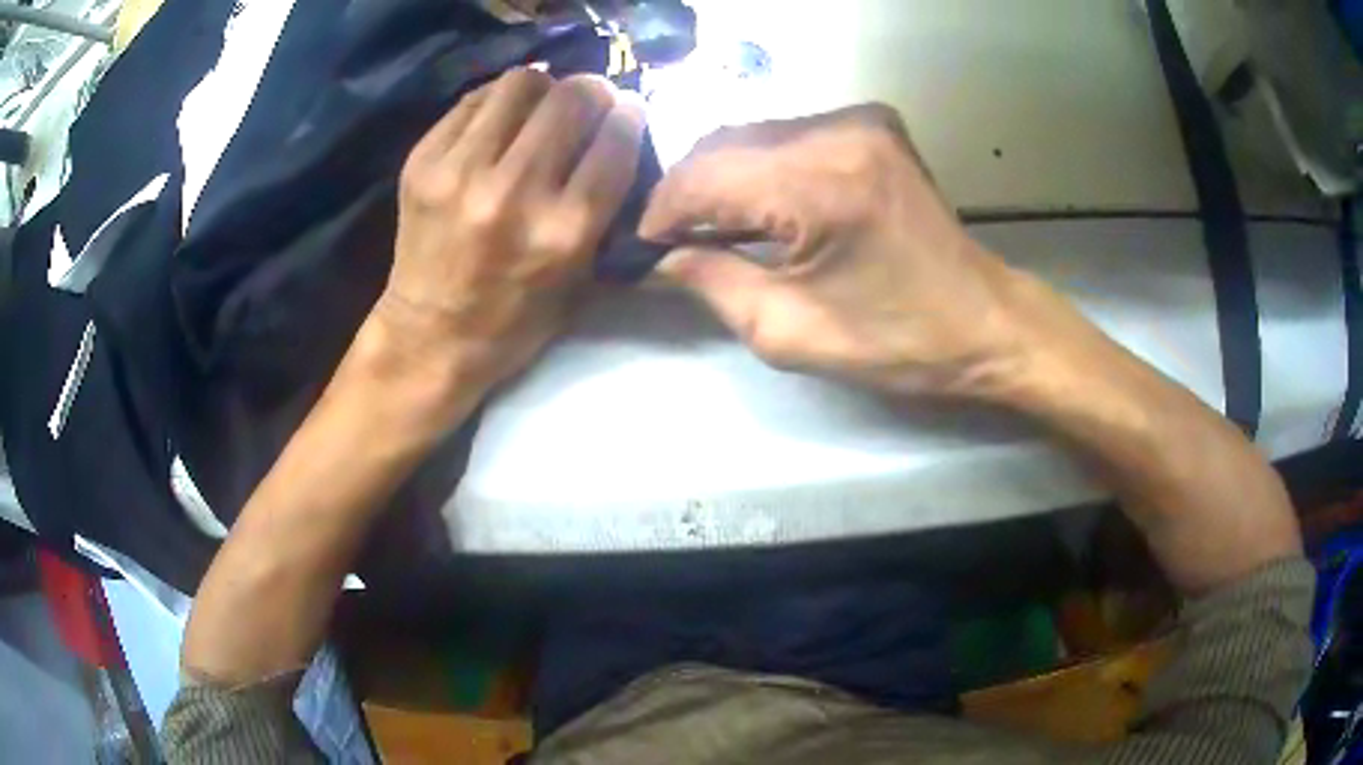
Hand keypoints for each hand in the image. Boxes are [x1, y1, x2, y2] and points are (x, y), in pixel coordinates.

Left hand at [371, 68, 645, 420]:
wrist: (429, 336)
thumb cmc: (515, 319)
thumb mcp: (580, 277)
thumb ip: (603, 206)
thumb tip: (616, 133)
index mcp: (562, 231)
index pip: (615, 140)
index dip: (631, 115)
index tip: (628, 112)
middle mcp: (513, 192)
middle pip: (571, 99)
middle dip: (592, 92)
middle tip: (588, 104)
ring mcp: (460, 172)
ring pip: (521, 83)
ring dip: (544, 89)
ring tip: (541, 109)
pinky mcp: (422, 161)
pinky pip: (476, 100)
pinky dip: (499, 103)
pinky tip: (501, 123)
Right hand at [640, 105, 1053, 399]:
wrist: (986, 321)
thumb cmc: (898, 342)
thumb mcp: (791, 333)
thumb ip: (713, 284)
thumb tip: (662, 257)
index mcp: (821, 187)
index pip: (705, 176)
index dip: (664, 208)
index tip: (643, 244)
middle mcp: (838, 133)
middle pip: (724, 142)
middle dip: (688, 190)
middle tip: (673, 238)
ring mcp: (860, 120)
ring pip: (752, 134)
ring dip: (722, 177)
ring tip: (710, 225)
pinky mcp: (872, 124)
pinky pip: (788, 135)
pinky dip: (761, 166)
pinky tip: (758, 204)